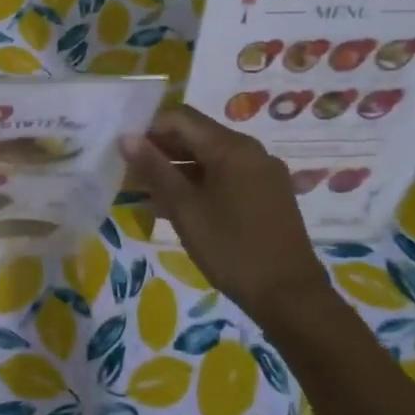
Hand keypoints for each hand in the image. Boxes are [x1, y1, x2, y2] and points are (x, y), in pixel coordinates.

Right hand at [121, 106, 330, 324]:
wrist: (288, 296)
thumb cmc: (231, 249)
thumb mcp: (184, 209)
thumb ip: (155, 169)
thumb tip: (126, 137)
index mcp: (232, 148)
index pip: (181, 118)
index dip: (149, 128)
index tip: (125, 152)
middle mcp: (251, 151)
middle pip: (197, 135)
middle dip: (161, 149)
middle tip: (131, 173)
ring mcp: (263, 172)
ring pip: (210, 157)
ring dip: (178, 168)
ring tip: (148, 192)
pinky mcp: (267, 193)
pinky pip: (226, 175)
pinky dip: (199, 182)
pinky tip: (178, 206)